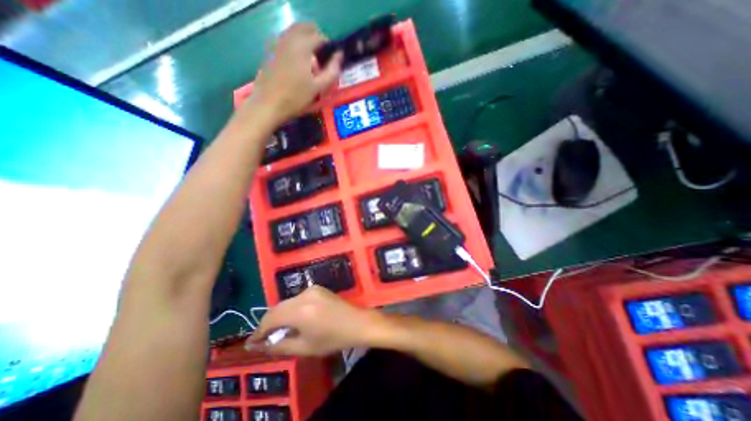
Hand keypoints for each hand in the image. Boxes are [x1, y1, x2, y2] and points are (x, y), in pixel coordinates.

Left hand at [243, 22, 342, 124]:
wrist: (268, 103)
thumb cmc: (296, 97)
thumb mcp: (318, 87)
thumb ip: (332, 71)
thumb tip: (340, 56)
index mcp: (303, 46)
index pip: (321, 36)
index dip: (330, 47)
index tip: (333, 61)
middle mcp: (289, 38)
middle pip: (306, 28)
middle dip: (317, 39)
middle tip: (323, 58)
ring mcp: (278, 43)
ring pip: (295, 32)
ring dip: (306, 41)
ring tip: (312, 62)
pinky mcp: (271, 50)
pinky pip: (287, 40)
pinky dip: (296, 45)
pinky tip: (299, 63)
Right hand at [248, 286, 383, 354]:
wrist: (356, 322)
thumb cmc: (332, 338)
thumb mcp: (304, 348)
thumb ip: (280, 345)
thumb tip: (260, 346)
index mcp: (299, 310)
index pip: (270, 318)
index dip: (258, 332)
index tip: (251, 344)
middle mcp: (303, 295)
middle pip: (277, 308)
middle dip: (268, 323)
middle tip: (264, 339)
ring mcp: (312, 289)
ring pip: (287, 302)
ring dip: (280, 315)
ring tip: (279, 331)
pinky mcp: (318, 288)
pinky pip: (297, 298)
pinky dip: (291, 309)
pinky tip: (294, 319)